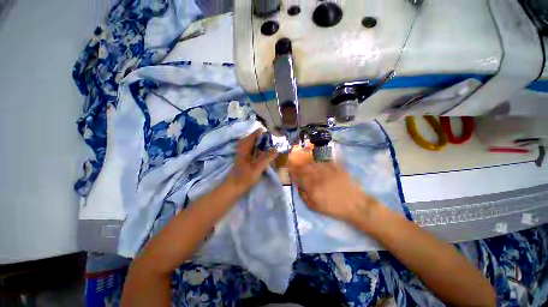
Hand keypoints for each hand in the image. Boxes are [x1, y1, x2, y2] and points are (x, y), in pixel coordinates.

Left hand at [227, 130, 277, 192]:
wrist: (234, 186)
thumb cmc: (245, 176)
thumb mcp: (258, 167)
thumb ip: (267, 157)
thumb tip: (276, 149)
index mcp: (245, 145)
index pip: (257, 133)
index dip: (266, 133)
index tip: (276, 135)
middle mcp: (244, 145)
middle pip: (257, 137)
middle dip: (267, 138)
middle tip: (276, 142)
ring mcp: (245, 150)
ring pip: (256, 143)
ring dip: (265, 144)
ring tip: (273, 146)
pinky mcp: (246, 156)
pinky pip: (255, 148)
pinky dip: (261, 149)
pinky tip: (267, 153)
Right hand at [289, 148, 377, 223]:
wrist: (355, 205)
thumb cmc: (333, 208)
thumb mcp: (315, 207)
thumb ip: (304, 196)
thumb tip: (298, 185)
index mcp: (312, 187)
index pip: (298, 175)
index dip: (292, 169)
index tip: (288, 166)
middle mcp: (318, 176)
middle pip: (305, 165)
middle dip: (296, 159)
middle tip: (292, 154)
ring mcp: (328, 171)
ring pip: (314, 160)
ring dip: (305, 154)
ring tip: (300, 150)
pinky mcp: (336, 167)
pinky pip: (326, 159)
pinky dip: (319, 154)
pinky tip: (315, 150)